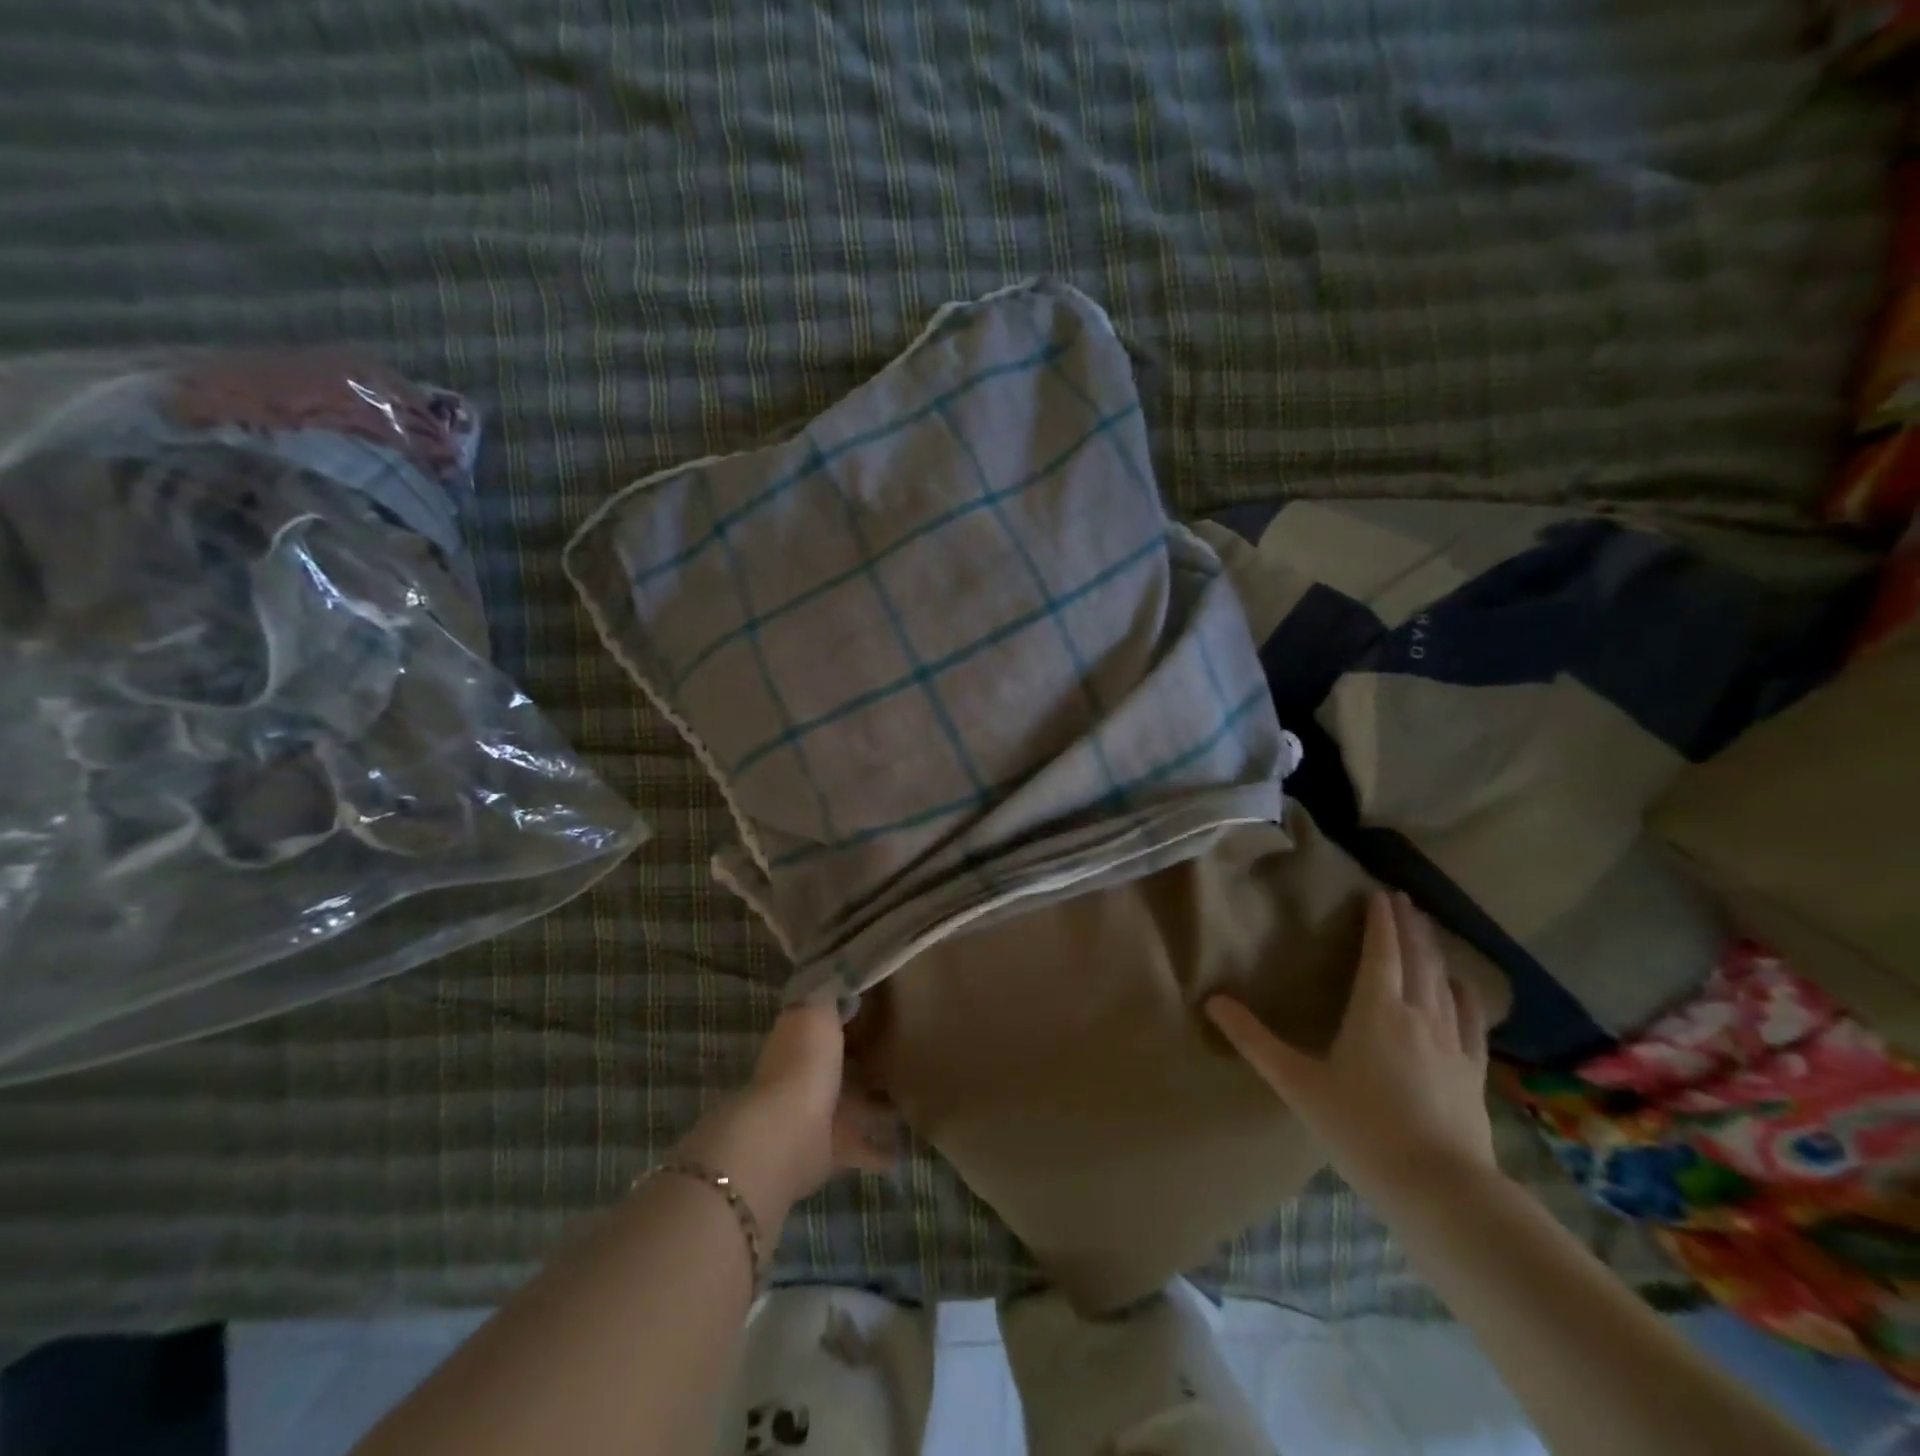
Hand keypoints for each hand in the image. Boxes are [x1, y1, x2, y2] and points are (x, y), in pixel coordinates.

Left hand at [676, 1000, 897, 1229]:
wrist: (786, 1135)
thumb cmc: (804, 1062)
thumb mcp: (817, 1009)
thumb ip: (830, 992)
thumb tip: (841, 972)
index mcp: (800, 1037)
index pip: (825, 1019)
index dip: (848, 1011)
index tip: (881, 1004)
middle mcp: (806, 1073)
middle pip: (841, 1062)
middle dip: (866, 1058)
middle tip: (905, 1049)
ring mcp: (817, 1113)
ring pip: (852, 1103)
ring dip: (875, 1103)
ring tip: (912, 1097)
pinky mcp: (830, 1150)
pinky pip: (861, 1146)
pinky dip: (879, 1150)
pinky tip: (905, 1149)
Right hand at [1206, 890, 1495, 1206]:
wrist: (1442, 1189)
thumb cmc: (1362, 1130)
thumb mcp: (1298, 1084)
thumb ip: (1254, 1041)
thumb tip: (1213, 1001)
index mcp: (1376, 1011)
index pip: (1380, 952)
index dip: (1380, 921)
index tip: (1380, 893)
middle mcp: (1418, 1015)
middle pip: (1416, 959)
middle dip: (1409, 926)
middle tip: (1403, 899)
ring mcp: (1451, 1043)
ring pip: (1444, 983)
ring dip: (1434, 952)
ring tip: (1428, 930)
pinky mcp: (1472, 1072)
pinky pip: (1471, 1021)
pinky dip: (1465, 995)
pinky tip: (1463, 987)